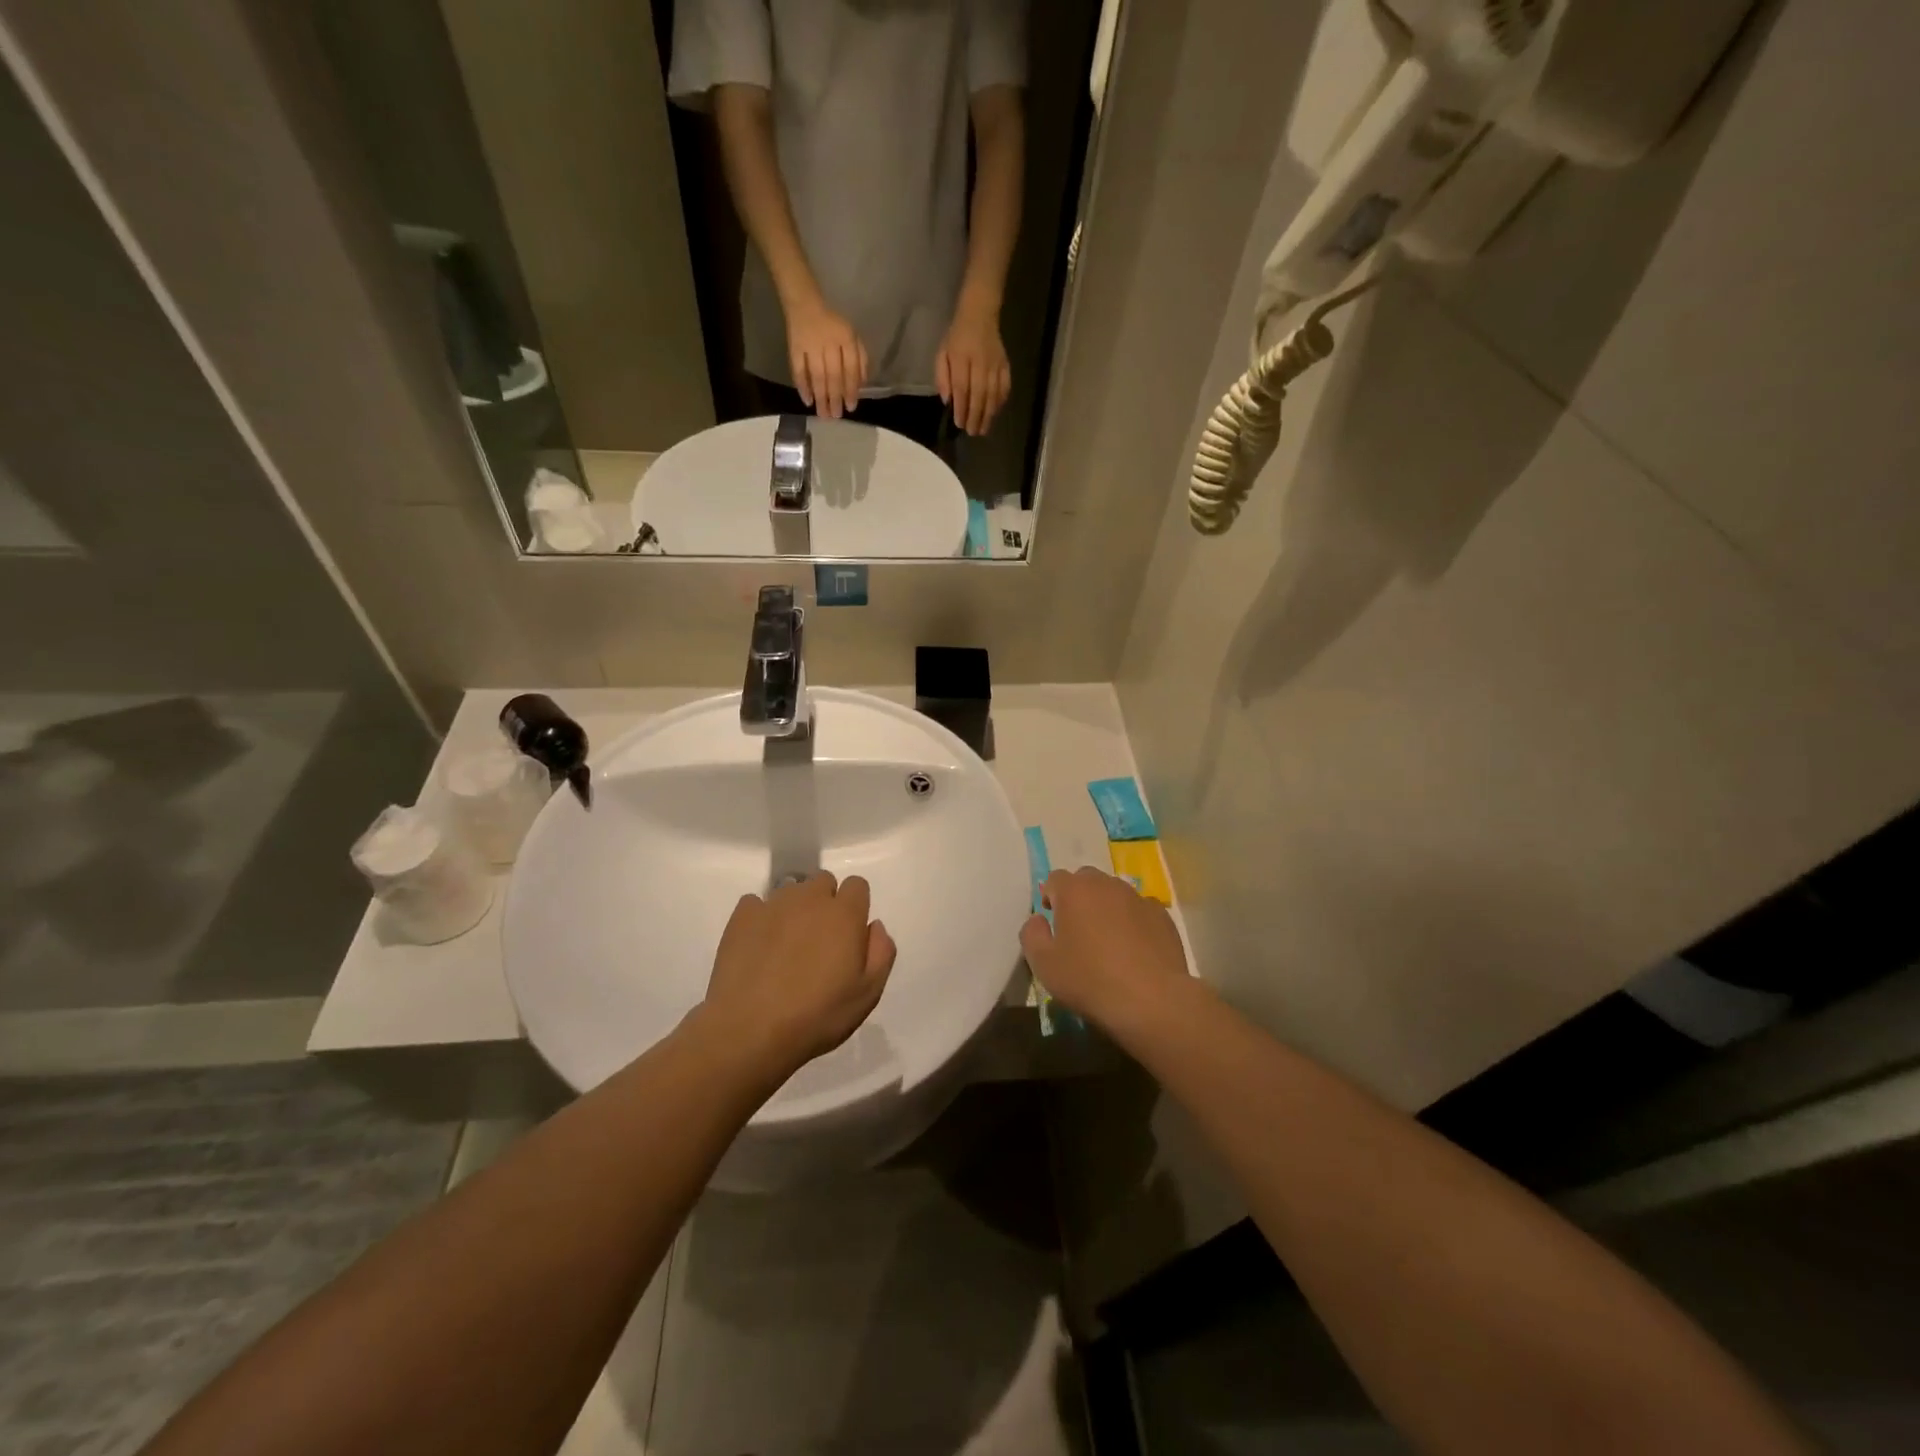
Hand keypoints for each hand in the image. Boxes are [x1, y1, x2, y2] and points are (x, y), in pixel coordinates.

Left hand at [700, 871, 896, 1079]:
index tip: (849, 934)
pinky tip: (759, 947)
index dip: (856, 906)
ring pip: (791, 891)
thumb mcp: (868, 994)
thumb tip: (874, 925)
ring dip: (795, 909)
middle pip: (823, 881)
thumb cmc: (817, 1015)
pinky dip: (761, 918)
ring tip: (786, 946)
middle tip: (819, 941)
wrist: (749, 1030)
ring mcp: (772, 904)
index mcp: (844, 914)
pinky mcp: (742, 917)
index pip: (857, 885)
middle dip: (825, 902)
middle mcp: (810, 898)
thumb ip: (881, 952)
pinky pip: (756, 903)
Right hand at [785, 297, 867, 419]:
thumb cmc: (833, 324)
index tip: (851, 407)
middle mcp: (828, 343)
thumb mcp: (853, 336)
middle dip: (835, 398)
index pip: (850, 368)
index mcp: (845, 339)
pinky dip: (802, 385)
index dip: (851, 389)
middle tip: (836, 416)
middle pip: (833, 375)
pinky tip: (807, 400)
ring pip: (817, 375)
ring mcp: (810, 345)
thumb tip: (861, 384)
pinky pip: (797, 368)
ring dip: (820, 397)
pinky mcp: (794, 347)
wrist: (805, 303)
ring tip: (823, 415)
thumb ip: (860, 358)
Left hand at [936, 299, 1011, 435]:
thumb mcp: (942, 352)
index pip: (962, 387)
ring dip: (988, 414)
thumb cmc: (957, 336)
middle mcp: (980, 361)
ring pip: (993, 393)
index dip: (961, 407)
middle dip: (975, 416)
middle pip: (979, 394)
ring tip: (983, 429)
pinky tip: (995, 412)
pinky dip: (1000, 402)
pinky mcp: (1005, 364)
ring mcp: (995, 364)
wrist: (980, 314)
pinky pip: (1004, 386)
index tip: (959, 423)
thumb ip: (942, 376)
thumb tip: (947, 400)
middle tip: (972, 432)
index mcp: (961, 357)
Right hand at [1020, 868, 1188, 1034]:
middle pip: (1086, 880)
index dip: (1050, 898)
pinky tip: (1135, 949)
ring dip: (1107, 908)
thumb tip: (1038, 919)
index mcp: (1074, 890)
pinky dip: (1133, 922)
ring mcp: (1138, 898)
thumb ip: (1031, 934)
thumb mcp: (1043, 964)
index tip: (1052, 923)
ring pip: (1115, 893)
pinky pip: (1140, 911)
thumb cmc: (1089, 980)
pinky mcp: (1163, 916)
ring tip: (1108, 941)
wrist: (1151, 1000)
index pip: (1055, 879)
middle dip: (1079, 898)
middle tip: (1078, 930)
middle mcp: (1106, 885)